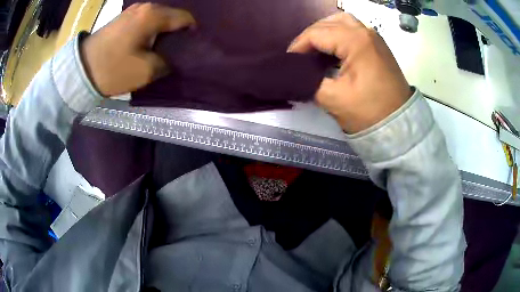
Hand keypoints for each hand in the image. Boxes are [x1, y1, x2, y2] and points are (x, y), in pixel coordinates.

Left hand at [81, 3, 195, 95]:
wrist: (80, 70)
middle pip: (173, 16)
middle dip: (178, 33)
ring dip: (164, 32)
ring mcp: (133, 10)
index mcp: (153, 15)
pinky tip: (147, 43)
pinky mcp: (124, 17)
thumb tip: (177, 58)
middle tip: (175, 51)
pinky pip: (146, 20)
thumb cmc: (113, 69)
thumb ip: (168, 62)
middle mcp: (146, 7)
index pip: (185, 18)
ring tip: (161, 48)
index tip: (189, 50)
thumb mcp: (146, 71)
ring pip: (159, 18)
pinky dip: (152, 30)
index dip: (192, 34)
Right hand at [288, 13, 411, 133]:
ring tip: (315, 48)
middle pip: (328, 23)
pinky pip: (353, 29)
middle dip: (310, 37)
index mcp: (356, 41)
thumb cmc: (369, 112)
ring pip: (342, 22)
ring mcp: (374, 37)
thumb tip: (294, 73)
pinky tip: (332, 49)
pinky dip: (338, 34)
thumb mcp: (334, 99)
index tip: (288, 61)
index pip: (317, 34)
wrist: (399, 125)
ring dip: (325, 31)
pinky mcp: (377, 45)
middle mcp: (365, 32)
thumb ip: (308, 81)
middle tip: (300, 55)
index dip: (298, 46)